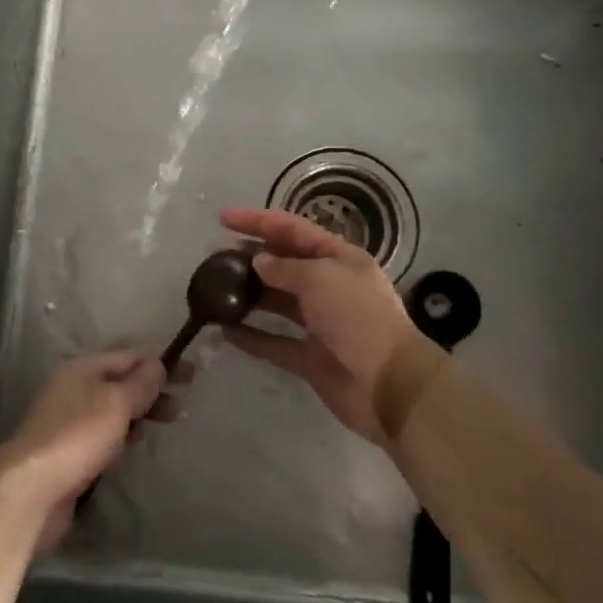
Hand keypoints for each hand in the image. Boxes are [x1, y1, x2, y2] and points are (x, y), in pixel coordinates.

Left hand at [0, 350, 185, 550]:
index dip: (161, 362)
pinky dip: (119, 440)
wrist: (32, 490)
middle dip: (151, 391)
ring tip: (160, 427)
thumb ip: (140, 383)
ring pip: (111, 411)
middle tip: (180, 407)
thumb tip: (157, 363)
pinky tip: (128, 453)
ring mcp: (67, 421)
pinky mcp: (66, 453)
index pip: (129, 356)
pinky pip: (101, 438)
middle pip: (120, 383)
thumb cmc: (78, 435)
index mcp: (82, 367)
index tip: (191, 374)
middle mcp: (73, 388)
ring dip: (137, 416)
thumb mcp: (116, 402)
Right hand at [220, 206, 421, 445]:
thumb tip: (259, 262)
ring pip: (277, 301)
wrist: (389, 386)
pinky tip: (225, 330)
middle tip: (213, 256)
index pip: (292, 229)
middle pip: (283, 263)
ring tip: (215, 287)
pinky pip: (274, 342)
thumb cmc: (358, 318)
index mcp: (339, 258)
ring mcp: (320, 323)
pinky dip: (251, 336)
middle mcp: (329, 286)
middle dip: (249, 256)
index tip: (223, 217)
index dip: (258, 220)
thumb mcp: (321, 278)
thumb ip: (285, 268)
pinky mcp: (310, 358)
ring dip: (248, 293)